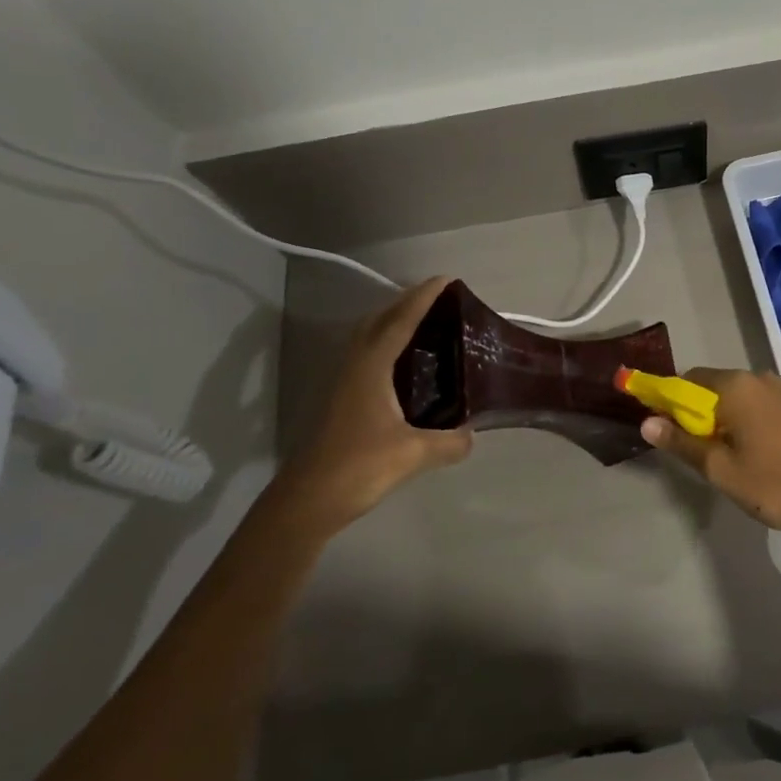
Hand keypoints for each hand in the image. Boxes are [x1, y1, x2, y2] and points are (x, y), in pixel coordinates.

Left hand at [272, 276, 474, 533]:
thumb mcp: (413, 455)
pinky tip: (405, 366)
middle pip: (379, 320)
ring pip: (369, 337)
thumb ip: (449, 442)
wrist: (307, 501)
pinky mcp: (341, 400)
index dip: (423, 298)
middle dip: (406, 303)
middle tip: (439, 300)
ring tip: (425, 325)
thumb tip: (473, 434)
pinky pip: (367, 356)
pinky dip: (387, 346)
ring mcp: (343, 382)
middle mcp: (355, 366)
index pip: (400, 321)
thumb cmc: (358, 467)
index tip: (446, 280)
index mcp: (371, 367)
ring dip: (393, 322)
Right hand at [640, 368, 780, 543]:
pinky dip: (756, 421)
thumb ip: (682, 443)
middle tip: (703, 451)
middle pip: (718, 386)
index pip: (690, 379)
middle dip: (703, 413)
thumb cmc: (776, 484)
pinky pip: (768, 406)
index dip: (673, 401)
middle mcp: (762, 378)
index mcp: (738, 386)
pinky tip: (765, 453)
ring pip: (745, 398)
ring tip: (735, 456)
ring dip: (731, 418)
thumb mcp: (721, 470)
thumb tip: (647, 422)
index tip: (669, 429)